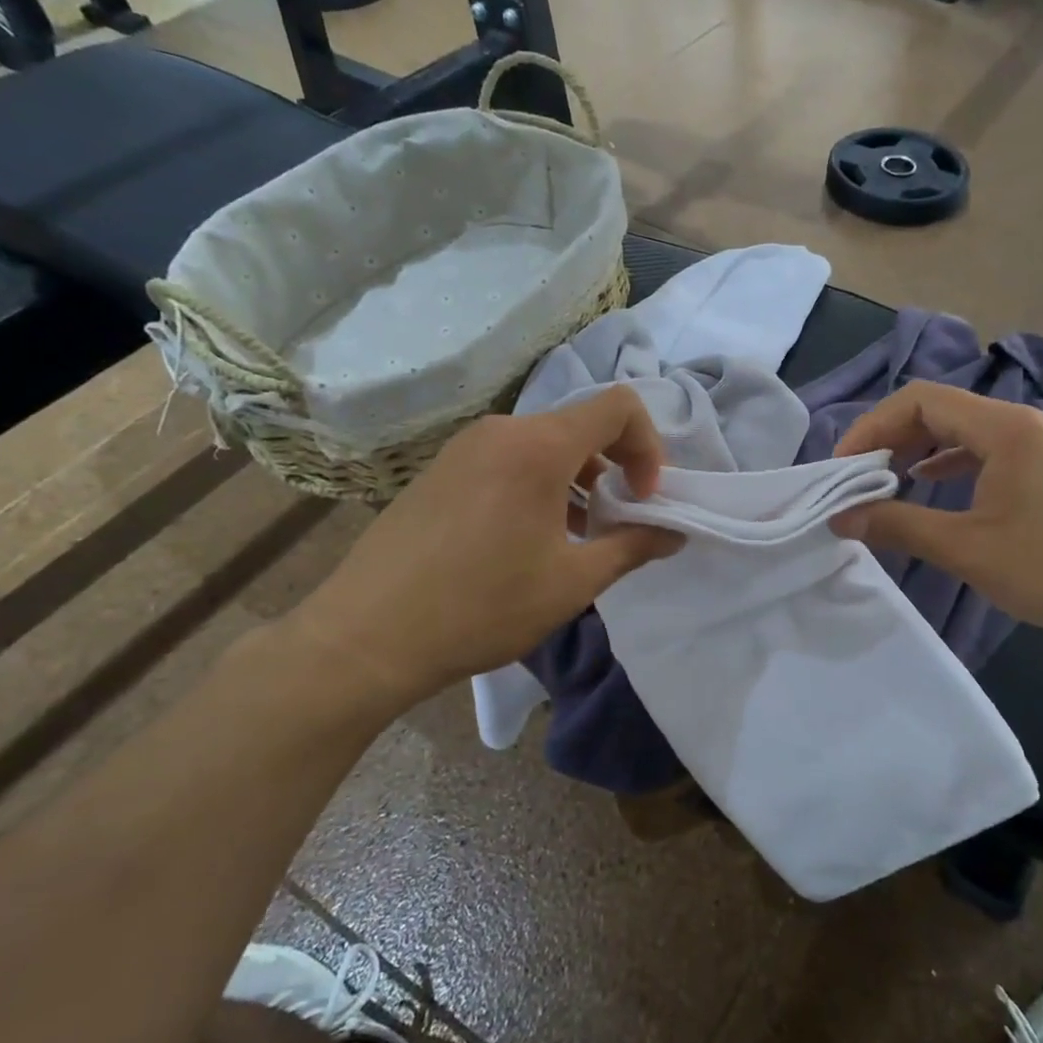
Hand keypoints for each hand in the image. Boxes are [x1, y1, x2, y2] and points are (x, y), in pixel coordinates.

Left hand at [290, 387, 681, 706]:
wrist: (367, 636)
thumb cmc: (482, 606)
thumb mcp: (572, 582)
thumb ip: (633, 547)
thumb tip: (674, 534)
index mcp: (538, 447)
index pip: (618, 406)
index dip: (647, 446)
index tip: (643, 498)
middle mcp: (502, 431)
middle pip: (580, 425)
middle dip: (615, 466)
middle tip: (618, 520)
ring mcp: (465, 447)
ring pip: (543, 444)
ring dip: (576, 479)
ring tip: (574, 537)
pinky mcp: (441, 469)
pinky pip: (508, 459)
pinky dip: (538, 484)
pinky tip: (526, 540)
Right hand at [832, 382, 1042, 650]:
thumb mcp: (970, 550)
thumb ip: (900, 526)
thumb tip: (842, 518)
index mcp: (1004, 428)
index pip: (919, 400)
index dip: (872, 427)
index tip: (843, 469)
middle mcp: (1023, 423)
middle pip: (940, 410)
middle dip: (891, 439)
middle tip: (858, 479)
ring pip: (964, 432)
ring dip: (920, 452)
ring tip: (888, 483)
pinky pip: (988, 452)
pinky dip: (952, 465)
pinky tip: (936, 488)